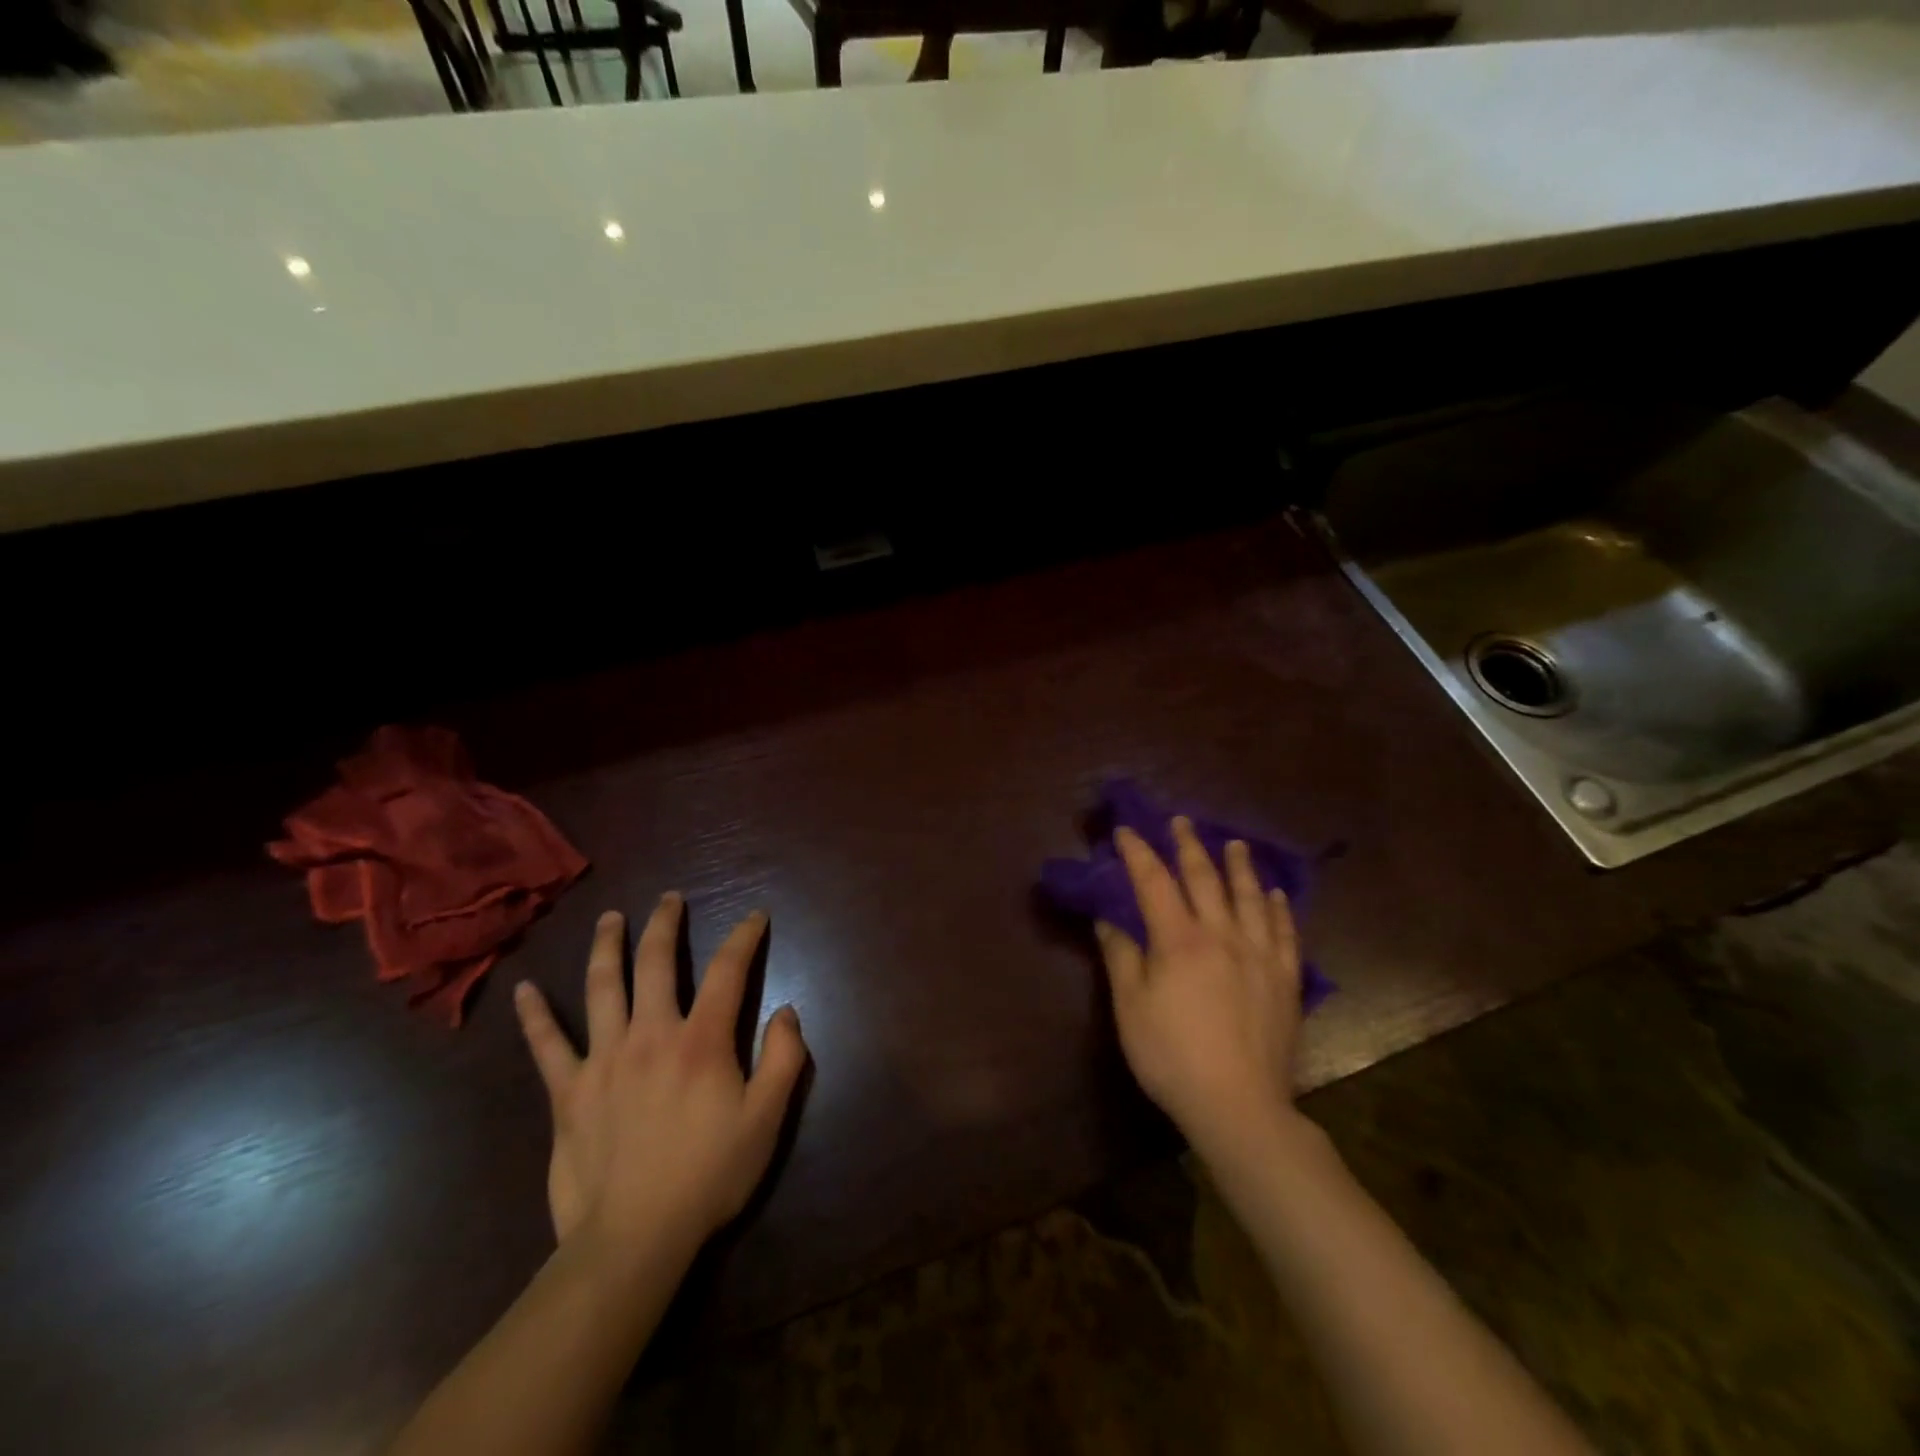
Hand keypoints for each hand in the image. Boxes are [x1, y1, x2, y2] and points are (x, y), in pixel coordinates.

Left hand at [512, 895, 808, 1270]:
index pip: (727, 971)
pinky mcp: (568, 1091)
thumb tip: (786, 1010)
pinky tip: (525, 990)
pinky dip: (536, 1016)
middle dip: (665, 924)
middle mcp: (651, 1034)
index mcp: (702, 1040)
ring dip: (606, 946)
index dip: (743, 937)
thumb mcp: (767, 1120)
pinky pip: (547, 1046)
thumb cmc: (709, 1176)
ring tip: (610, 918)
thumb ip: (784, 1059)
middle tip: (669, 899)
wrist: (633, 1239)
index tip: (754, 916)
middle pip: (656, 963)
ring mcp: (604, 1059)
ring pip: (602, 987)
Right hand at [1095, 818, 1303, 1155]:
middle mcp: (1222, 935)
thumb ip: (1121, 957)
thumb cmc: (1172, 1056)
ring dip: (1239, 866)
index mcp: (1179, 939)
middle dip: (1189, 846)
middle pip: (1204, 879)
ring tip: (1235, 843)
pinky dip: (1280, 908)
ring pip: (1250, 897)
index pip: (1153, 882)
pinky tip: (1277, 894)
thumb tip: (1108, 920)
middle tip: (1181, 820)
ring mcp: (1259, 955)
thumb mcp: (1130, 1007)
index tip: (1126, 830)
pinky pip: (1286, 932)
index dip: (1138, 852)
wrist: (1239, 1106)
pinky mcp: (1286, 979)